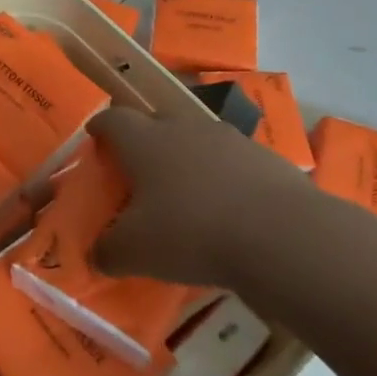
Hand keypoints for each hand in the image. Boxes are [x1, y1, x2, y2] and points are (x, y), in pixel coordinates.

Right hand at [91, 103, 316, 288]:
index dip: (100, 126)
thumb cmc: (191, 232)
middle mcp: (183, 128)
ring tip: (186, 190)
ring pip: (197, 139)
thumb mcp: (134, 252)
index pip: (113, 119)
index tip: (95, 135)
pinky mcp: (266, 158)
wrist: (281, 235)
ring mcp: (229, 139)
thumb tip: (97, 255)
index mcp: (144, 141)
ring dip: (187, 157)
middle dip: (145, 139)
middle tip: (139, 168)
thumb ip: (107, 252)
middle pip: (156, 121)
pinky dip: (224, 177)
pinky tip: (228, 208)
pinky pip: (233, 161)